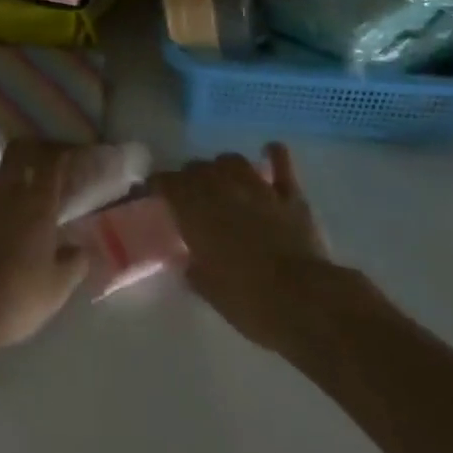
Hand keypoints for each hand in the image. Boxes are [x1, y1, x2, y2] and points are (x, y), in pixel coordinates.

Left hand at [0, 139, 85, 351]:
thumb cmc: (18, 298)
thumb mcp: (57, 288)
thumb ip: (74, 264)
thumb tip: (83, 249)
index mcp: (39, 206)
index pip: (53, 168)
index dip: (59, 155)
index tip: (63, 150)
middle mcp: (8, 191)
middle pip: (18, 153)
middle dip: (25, 143)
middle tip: (27, 140)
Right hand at [153, 143, 363, 355]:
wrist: (303, 301)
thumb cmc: (248, 300)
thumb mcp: (208, 290)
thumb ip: (193, 269)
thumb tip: (189, 261)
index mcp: (195, 210)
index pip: (166, 183)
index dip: (155, 185)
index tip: (149, 193)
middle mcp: (222, 189)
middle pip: (196, 168)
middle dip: (188, 178)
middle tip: (188, 196)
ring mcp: (257, 188)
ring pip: (231, 161)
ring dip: (222, 168)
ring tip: (221, 179)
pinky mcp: (289, 195)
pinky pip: (280, 163)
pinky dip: (273, 155)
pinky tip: (268, 151)